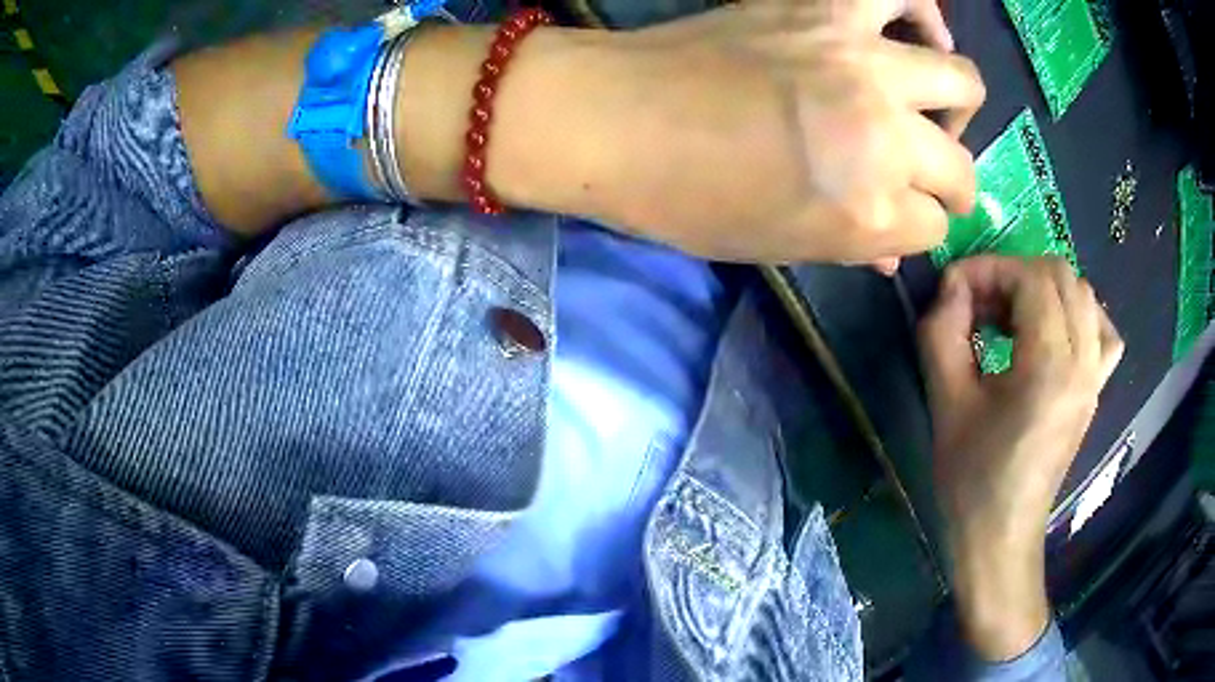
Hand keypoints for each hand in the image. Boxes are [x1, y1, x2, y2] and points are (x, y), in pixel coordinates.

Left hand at [579, 0, 983, 262]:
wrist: (614, 117)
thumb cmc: (685, 198)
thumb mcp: (777, 246)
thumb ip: (853, 245)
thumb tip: (894, 249)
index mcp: (867, 211)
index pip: (932, 228)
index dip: (916, 228)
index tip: (895, 219)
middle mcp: (884, 135)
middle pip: (959, 166)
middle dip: (951, 184)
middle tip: (929, 177)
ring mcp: (862, 63)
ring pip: (961, 80)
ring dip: (956, 103)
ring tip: (933, 106)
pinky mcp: (826, 9)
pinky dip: (922, 13)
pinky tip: (917, 32)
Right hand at [917, 256, 1122, 660]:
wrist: (1001, 536)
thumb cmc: (971, 479)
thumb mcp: (946, 402)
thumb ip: (942, 331)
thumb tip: (951, 286)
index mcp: (1051, 367)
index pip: (1030, 278)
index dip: (988, 269)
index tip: (954, 289)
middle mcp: (1084, 361)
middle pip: (1060, 275)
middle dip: (1013, 274)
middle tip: (980, 304)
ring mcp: (1096, 375)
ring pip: (1083, 293)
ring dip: (1043, 289)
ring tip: (1011, 316)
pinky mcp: (1096, 389)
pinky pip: (1101, 329)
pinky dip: (1077, 313)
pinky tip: (1054, 331)